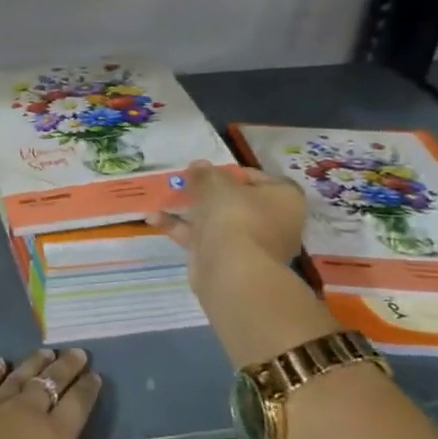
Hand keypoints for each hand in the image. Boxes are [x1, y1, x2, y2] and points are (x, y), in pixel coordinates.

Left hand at [0, 350, 124, 438]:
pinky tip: (0, 362)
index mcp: (51, 438)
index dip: (87, 390)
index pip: (76, 406)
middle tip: (77, 352)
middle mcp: (25, 413)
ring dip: (34, 363)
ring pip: (19, 376)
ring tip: (46, 351)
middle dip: (66, 367)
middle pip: (50, 382)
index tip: (95, 375)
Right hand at [149, 161, 338, 368]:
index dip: (232, 172)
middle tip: (184, 182)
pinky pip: (203, 238)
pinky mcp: (227, 260)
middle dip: (208, 192)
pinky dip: (180, 228)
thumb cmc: (235, 216)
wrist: (233, 272)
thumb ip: (206, 173)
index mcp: (284, 200)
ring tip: (163, 197)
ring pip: (217, 220)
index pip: (259, 179)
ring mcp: (250, 244)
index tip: (208, 170)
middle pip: (236, 201)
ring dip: (190, 209)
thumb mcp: (217, 184)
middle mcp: (273, 222)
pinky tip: (154, 219)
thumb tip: (199, 166)